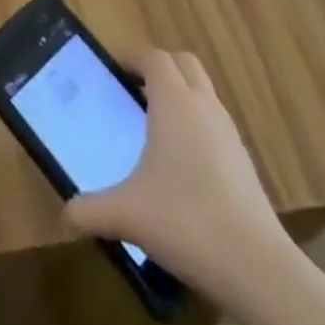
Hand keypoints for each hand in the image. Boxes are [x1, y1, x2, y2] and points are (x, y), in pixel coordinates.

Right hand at [65, 50, 290, 298]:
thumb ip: (91, 210)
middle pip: (183, 63)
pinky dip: (197, 125)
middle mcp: (203, 106)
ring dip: (181, 95)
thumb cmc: (186, 221)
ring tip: (155, 125)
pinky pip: (215, 123)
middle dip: (159, 68)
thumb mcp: (128, 215)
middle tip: (134, 89)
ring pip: (203, 92)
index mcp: (174, 102)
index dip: (132, 57)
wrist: (258, 268)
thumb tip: (66, 214)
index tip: (113, 69)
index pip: (154, 57)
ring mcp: (229, 133)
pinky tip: (182, 164)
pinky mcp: (244, 161)